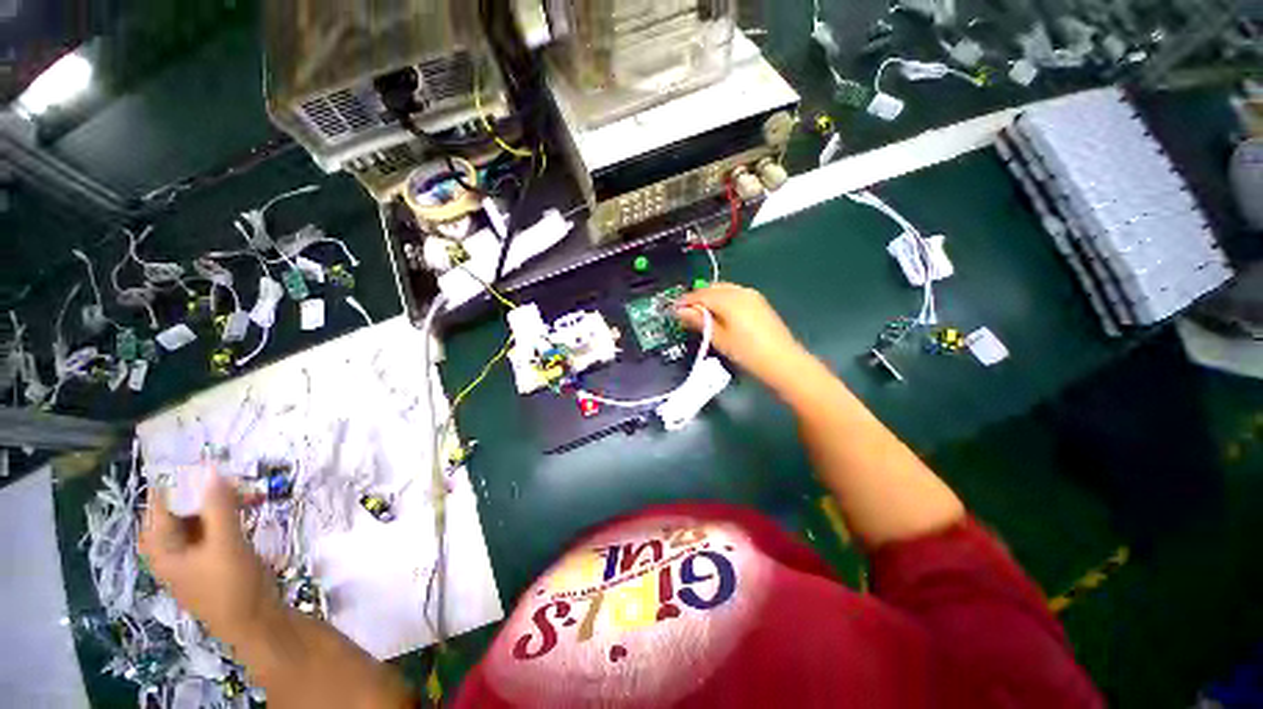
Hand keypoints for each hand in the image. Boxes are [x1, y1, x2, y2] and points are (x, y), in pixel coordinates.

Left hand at [139, 468, 278, 643]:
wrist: (254, 621)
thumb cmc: (231, 585)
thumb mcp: (226, 544)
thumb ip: (219, 506)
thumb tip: (212, 469)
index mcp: (161, 546)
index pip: (160, 501)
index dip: (178, 478)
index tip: (203, 457)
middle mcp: (170, 547)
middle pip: (180, 508)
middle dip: (205, 489)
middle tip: (232, 476)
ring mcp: (191, 554)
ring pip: (200, 516)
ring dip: (221, 502)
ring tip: (247, 492)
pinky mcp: (211, 558)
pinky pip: (213, 527)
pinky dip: (227, 514)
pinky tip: (248, 509)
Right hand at [676, 283, 810, 391]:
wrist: (782, 361)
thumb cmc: (746, 352)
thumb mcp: (719, 338)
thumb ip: (699, 321)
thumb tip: (680, 311)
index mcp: (729, 299)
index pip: (700, 294)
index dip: (685, 301)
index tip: (673, 309)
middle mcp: (740, 291)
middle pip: (712, 288)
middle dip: (697, 297)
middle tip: (685, 313)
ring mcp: (752, 295)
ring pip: (724, 290)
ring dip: (710, 298)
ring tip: (700, 314)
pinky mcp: (759, 302)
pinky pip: (734, 294)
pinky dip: (722, 300)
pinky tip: (719, 314)